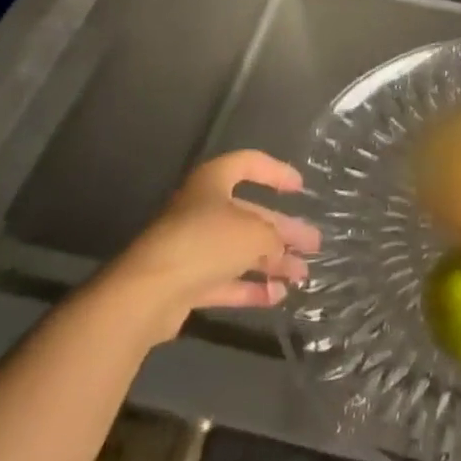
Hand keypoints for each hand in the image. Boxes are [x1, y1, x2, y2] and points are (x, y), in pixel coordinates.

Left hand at [110, 150, 321, 340]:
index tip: (300, 188)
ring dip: (271, 262)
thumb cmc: (205, 242)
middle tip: (313, 243)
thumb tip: (282, 249)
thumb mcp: (253, 232)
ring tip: (303, 275)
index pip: (249, 164)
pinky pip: (225, 280)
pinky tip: (277, 296)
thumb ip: (274, 237)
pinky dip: (250, 287)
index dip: (276, 172)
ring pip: (239, 250)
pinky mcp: (186, 282)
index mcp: (213, 182)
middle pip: (250, 215)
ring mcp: (192, 247)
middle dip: (283, 230)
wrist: (147, 293)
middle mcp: (201, 209)